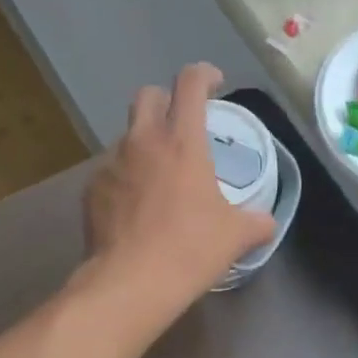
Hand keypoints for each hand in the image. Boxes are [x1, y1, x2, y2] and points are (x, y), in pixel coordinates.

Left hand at [81, 65, 275, 325]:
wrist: (130, 282)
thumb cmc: (190, 249)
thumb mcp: (235, 236)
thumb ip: (256, 222)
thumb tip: (267, 222)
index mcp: (182, 141)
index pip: (190, 83)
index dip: (204, 75)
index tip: (214, 84)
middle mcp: (142, 142)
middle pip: (148, 96)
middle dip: (166, 101)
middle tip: (182, 125)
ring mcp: (111, 164)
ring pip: (127, 136)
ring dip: (145, 143)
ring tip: (159, 175)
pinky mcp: (91, 190)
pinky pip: (111, 170)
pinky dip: (126, 178)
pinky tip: (137, 207)